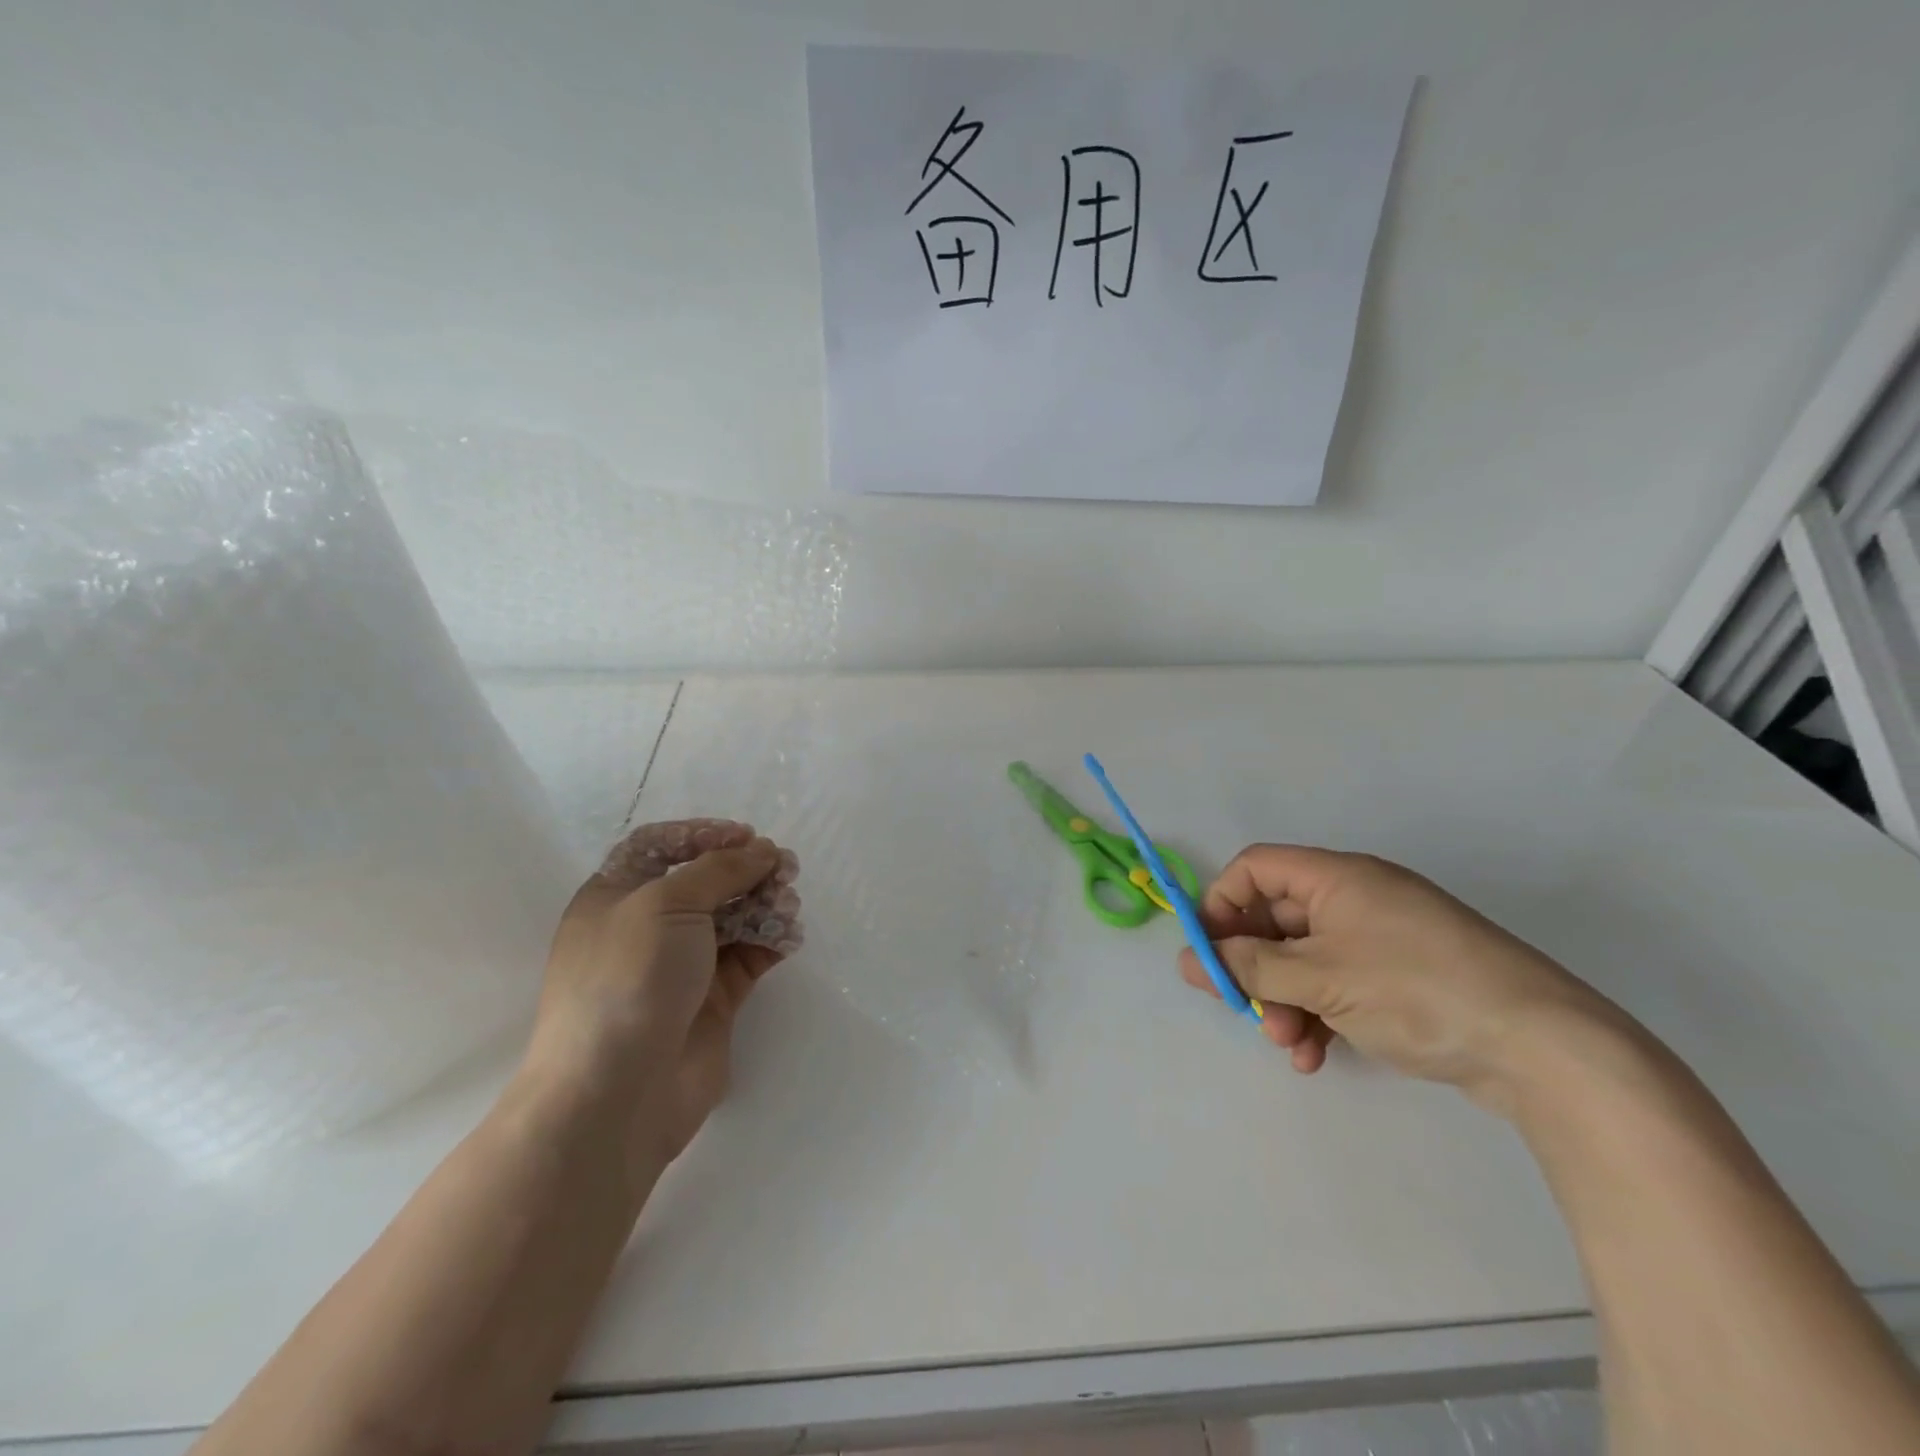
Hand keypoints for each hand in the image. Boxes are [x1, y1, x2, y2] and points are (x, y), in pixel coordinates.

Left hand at [526, 832, 785, 1166]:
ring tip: (789, 903)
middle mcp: (647, 927)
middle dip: (745, 869)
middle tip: (785, 868)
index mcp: (616, 896)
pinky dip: (771, 941)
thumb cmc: (629, 978)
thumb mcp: (667, 903)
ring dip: (764, 903)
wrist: (616, 1092)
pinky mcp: (712, 1000)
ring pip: (732, 918)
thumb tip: (761, 851)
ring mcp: (681, 966)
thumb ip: (719, 869)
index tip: (747, 835)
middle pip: (704, 882)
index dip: (703, 834)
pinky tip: (789, 936)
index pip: (660, 847)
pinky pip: (748, 957)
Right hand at [1179, 845, 1622, 1113]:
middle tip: (1244, 1009)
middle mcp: (1355, 898)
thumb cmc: (1416, 991)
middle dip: (1254, 967)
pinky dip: (1318, 1014)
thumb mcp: (1320, 979)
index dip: (1223, 904)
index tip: (1208, 953)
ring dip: (1283, 999)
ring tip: (1288, 1044)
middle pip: (1276, 918)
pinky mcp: (1401, 978)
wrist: (1543, 1048)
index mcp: (1336, 878)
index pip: (1255, 869)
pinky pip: (1338, 984)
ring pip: (1304, 958)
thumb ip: (1249, 967)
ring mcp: (1381, 939)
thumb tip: (1190, 959)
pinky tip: (1315, 1056)